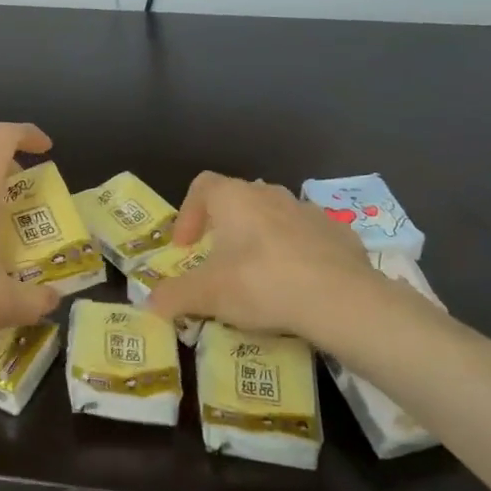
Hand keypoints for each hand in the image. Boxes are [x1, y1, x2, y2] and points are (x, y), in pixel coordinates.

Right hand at [147, 173, 429, 358]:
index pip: (202, 186)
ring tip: (260, 277)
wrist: (340, 299)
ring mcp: (309, 211)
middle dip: (226, 228)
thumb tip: (149, 305)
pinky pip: (310, 238)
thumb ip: (174, 296)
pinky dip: (299, 255)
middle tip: (220, 263)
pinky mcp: (341, 234)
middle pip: (239, 200)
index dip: (188, 213)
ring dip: (263, 240)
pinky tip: (299, 286)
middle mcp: (270, 194)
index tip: (186, 247)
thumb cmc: (261, 284)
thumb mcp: (207, 295)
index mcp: (234, 198)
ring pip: (276, 218)